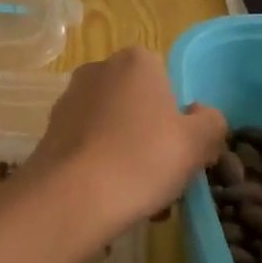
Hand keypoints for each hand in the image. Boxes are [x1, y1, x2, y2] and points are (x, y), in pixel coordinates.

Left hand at [23, 46, 226, 234]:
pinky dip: (102, 168)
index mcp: (136, 61)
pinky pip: (89, 148)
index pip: (168, 82)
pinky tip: (111, 201)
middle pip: (139, 105)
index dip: (180, 118)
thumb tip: (200, 115)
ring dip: (129, 156)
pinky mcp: (49, 134)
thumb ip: (212, 122)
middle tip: (165, 177)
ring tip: (141, 199)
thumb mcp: (197, 143)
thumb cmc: (142, 160)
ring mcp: (68, 101)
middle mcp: (98, 71)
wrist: (70, 198)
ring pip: (114, 129)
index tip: (184, 152)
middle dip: (152, 138)